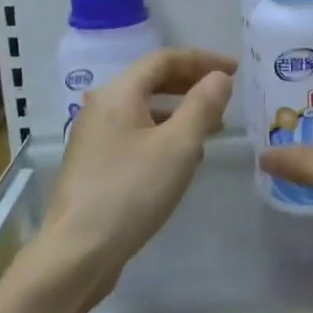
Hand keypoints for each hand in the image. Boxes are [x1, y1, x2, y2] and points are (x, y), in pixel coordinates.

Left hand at [39, 48, 234, 293]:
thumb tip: (219, 77)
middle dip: (191, 84)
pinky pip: (135, 134)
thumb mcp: (178, 147)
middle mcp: (101, 108)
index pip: (165, 59)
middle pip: (151, 81)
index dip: (203, 60)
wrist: (77, 254)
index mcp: (118, 94)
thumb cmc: (131, 193)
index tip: (235, 71)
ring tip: (211, 129)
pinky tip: (181, 160)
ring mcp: (94, 138)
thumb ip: (203, 106)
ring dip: (179, 112)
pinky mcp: (95, 165)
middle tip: (225, 95)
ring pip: (144, 110)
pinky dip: (163, 134)